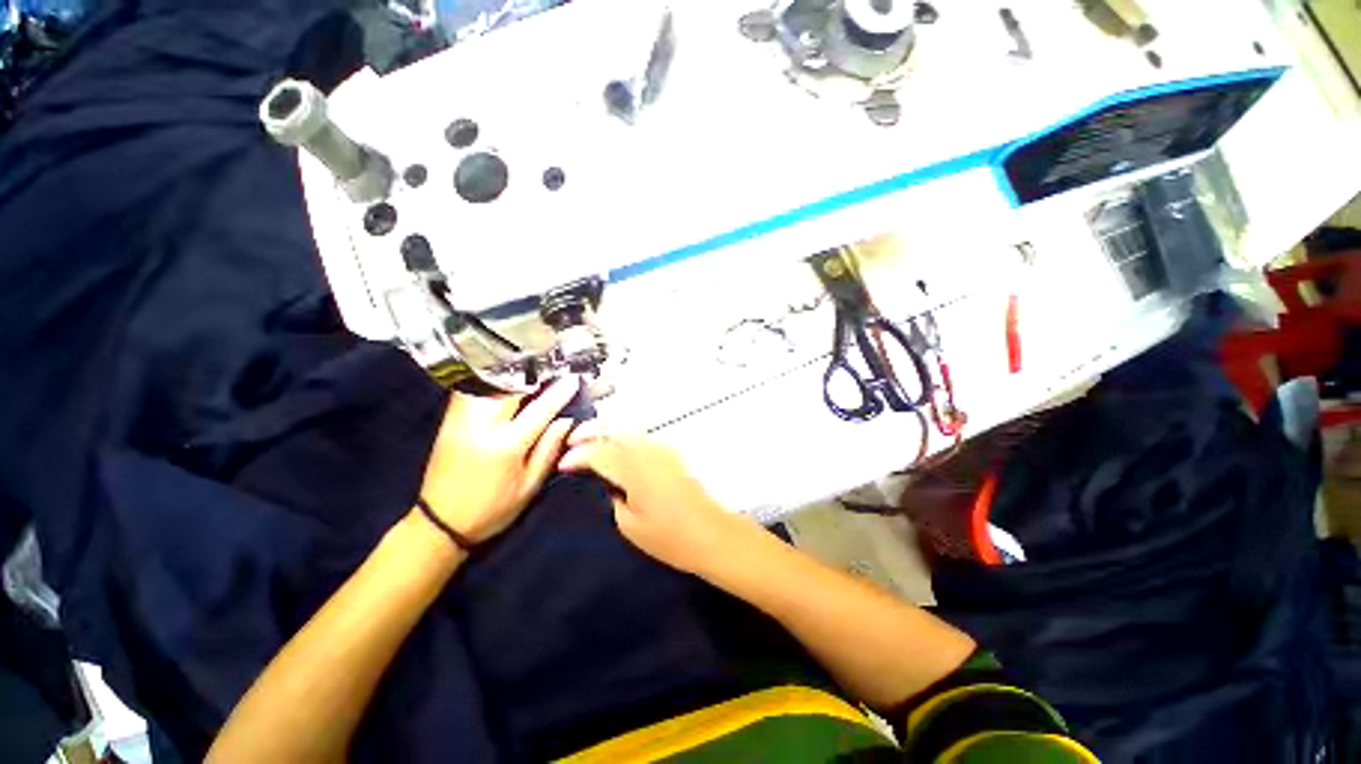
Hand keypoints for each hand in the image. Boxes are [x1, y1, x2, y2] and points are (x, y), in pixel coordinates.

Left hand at [418, 378, 578, 543]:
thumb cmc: (491, 509)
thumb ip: (549, 449)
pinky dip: (492, 380)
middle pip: (511, 386)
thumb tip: (566, 420)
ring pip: (488, 383)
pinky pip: (473, 389)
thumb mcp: (529, 486)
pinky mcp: (448, 420)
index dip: (559, 392)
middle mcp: (481, 426)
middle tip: (553, 370)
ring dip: (512, 373)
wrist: (438, 524)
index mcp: (505, 445)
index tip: (573, 379)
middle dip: (534, 374)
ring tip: (532, 372)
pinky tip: (506, 381)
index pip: (539, 409)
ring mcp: (460, 420)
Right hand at [559, 426, 743, 573]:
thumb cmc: (670, 538)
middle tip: (570, 441)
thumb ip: (612, 496)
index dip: (576, 456)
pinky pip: (640, 436)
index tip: (562, 466)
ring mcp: (662, 449)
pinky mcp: (671, 453)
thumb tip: (607, 482)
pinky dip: (622, 436)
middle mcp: (647, 451)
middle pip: (613, 430)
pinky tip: (615, 448)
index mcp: (634, 469)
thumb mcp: (630, 525)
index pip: (598, 452)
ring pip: (627, 429)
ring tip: (588, 441)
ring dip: (606, 431)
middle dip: (589, 432)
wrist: (711, 533)